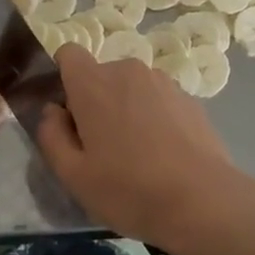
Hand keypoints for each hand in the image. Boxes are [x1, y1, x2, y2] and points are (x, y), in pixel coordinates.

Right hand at [35, 46, 234, 249]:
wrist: (202, 200)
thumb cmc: (129, 189)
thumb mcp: (73, 175)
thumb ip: (51, 135)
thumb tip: (52, 111)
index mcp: (94, 83)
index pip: (68, 54)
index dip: (62, 78)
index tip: (67, 113)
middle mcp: (128, 70)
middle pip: (100, 76)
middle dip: (94, 102)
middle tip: (100, 147)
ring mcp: (163, 81)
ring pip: (130, 88)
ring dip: (125, 109)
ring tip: (136, 154)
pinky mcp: (188, 97)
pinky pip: (157, 100)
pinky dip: (153, 117)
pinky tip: (162, 154)